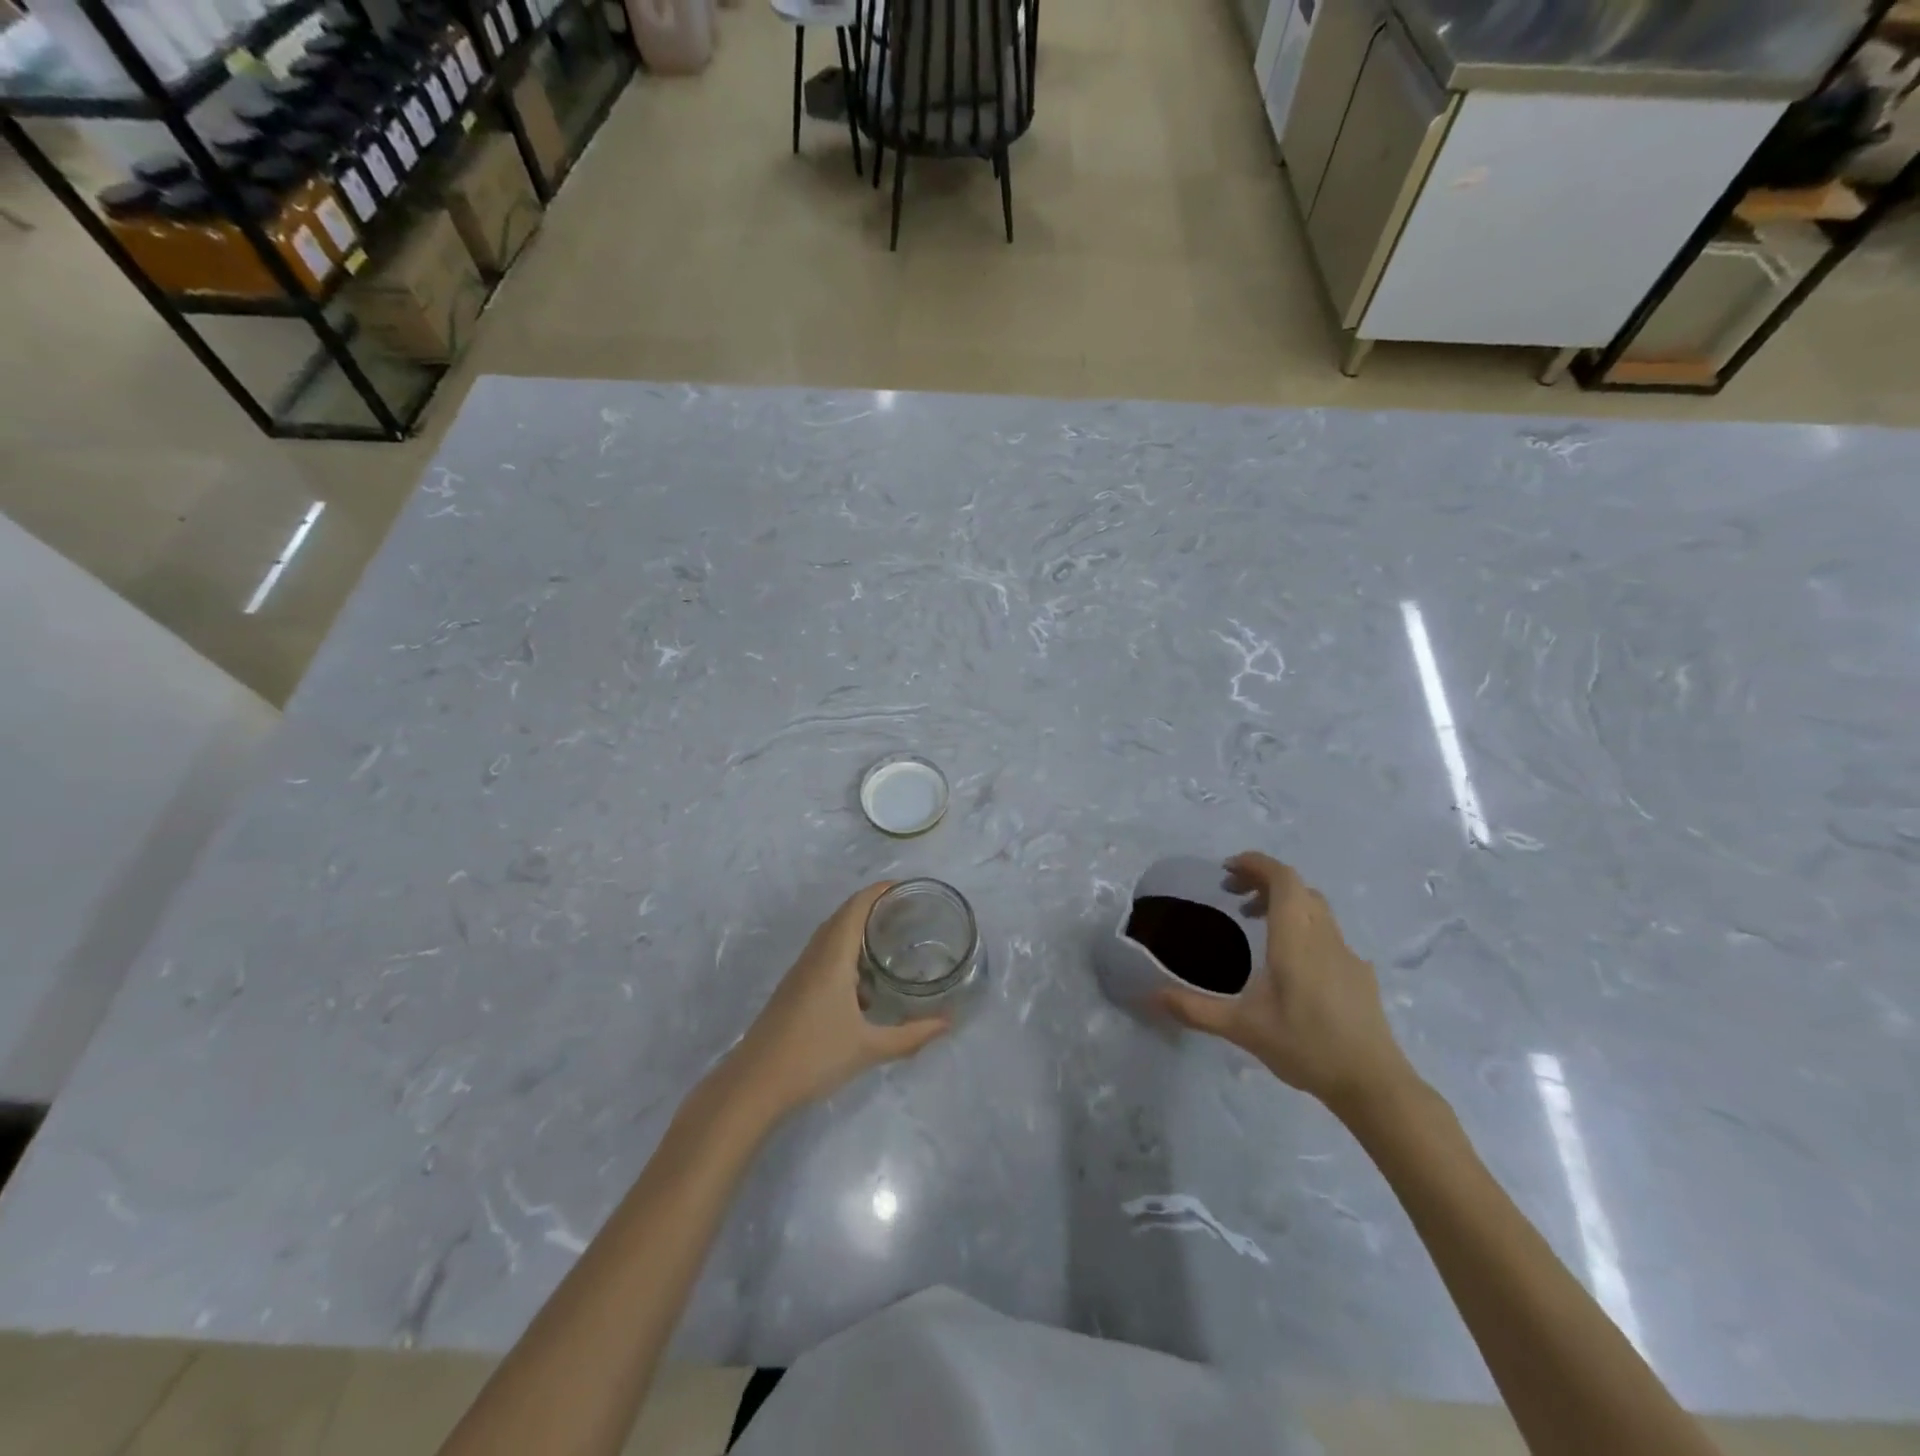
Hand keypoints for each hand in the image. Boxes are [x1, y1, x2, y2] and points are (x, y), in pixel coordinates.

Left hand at [728, 883, 948, 1116]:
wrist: (754, 1085)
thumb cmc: (813, 1057)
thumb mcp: (869, 1048)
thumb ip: (912, 1035)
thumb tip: (948, 1022)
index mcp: (832, 958)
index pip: (856, 907)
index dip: (879, 891)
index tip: (907, 887)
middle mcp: (815, 956)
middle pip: (843, 916)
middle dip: (873, 907)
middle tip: (907, 912)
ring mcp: (800, 973)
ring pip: (831, 937)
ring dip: (858, 931)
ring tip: (891, 940)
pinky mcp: (794, 990)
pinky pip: (824, 956)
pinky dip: (847, 955)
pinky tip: (865, 985)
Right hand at [1157, 852, 1412, 1114]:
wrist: (1373, 1084)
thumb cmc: (1305, 1046)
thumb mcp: (1242, 1028)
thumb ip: (1195, 1009)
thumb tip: (1150, 996)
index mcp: (1295, 938)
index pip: (1283, 879)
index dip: (1256, 864)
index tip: (1227, 869)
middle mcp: (1324, 936)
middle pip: (1298, 888)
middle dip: (1263, 881)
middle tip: (1232, 896)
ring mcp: (1347, 954)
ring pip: (1316, 908)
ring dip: (1284, 903)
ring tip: (1255, 923)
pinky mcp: (1359, 974)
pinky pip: (1328, 932)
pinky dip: (1303, 927)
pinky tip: (1290, 963)